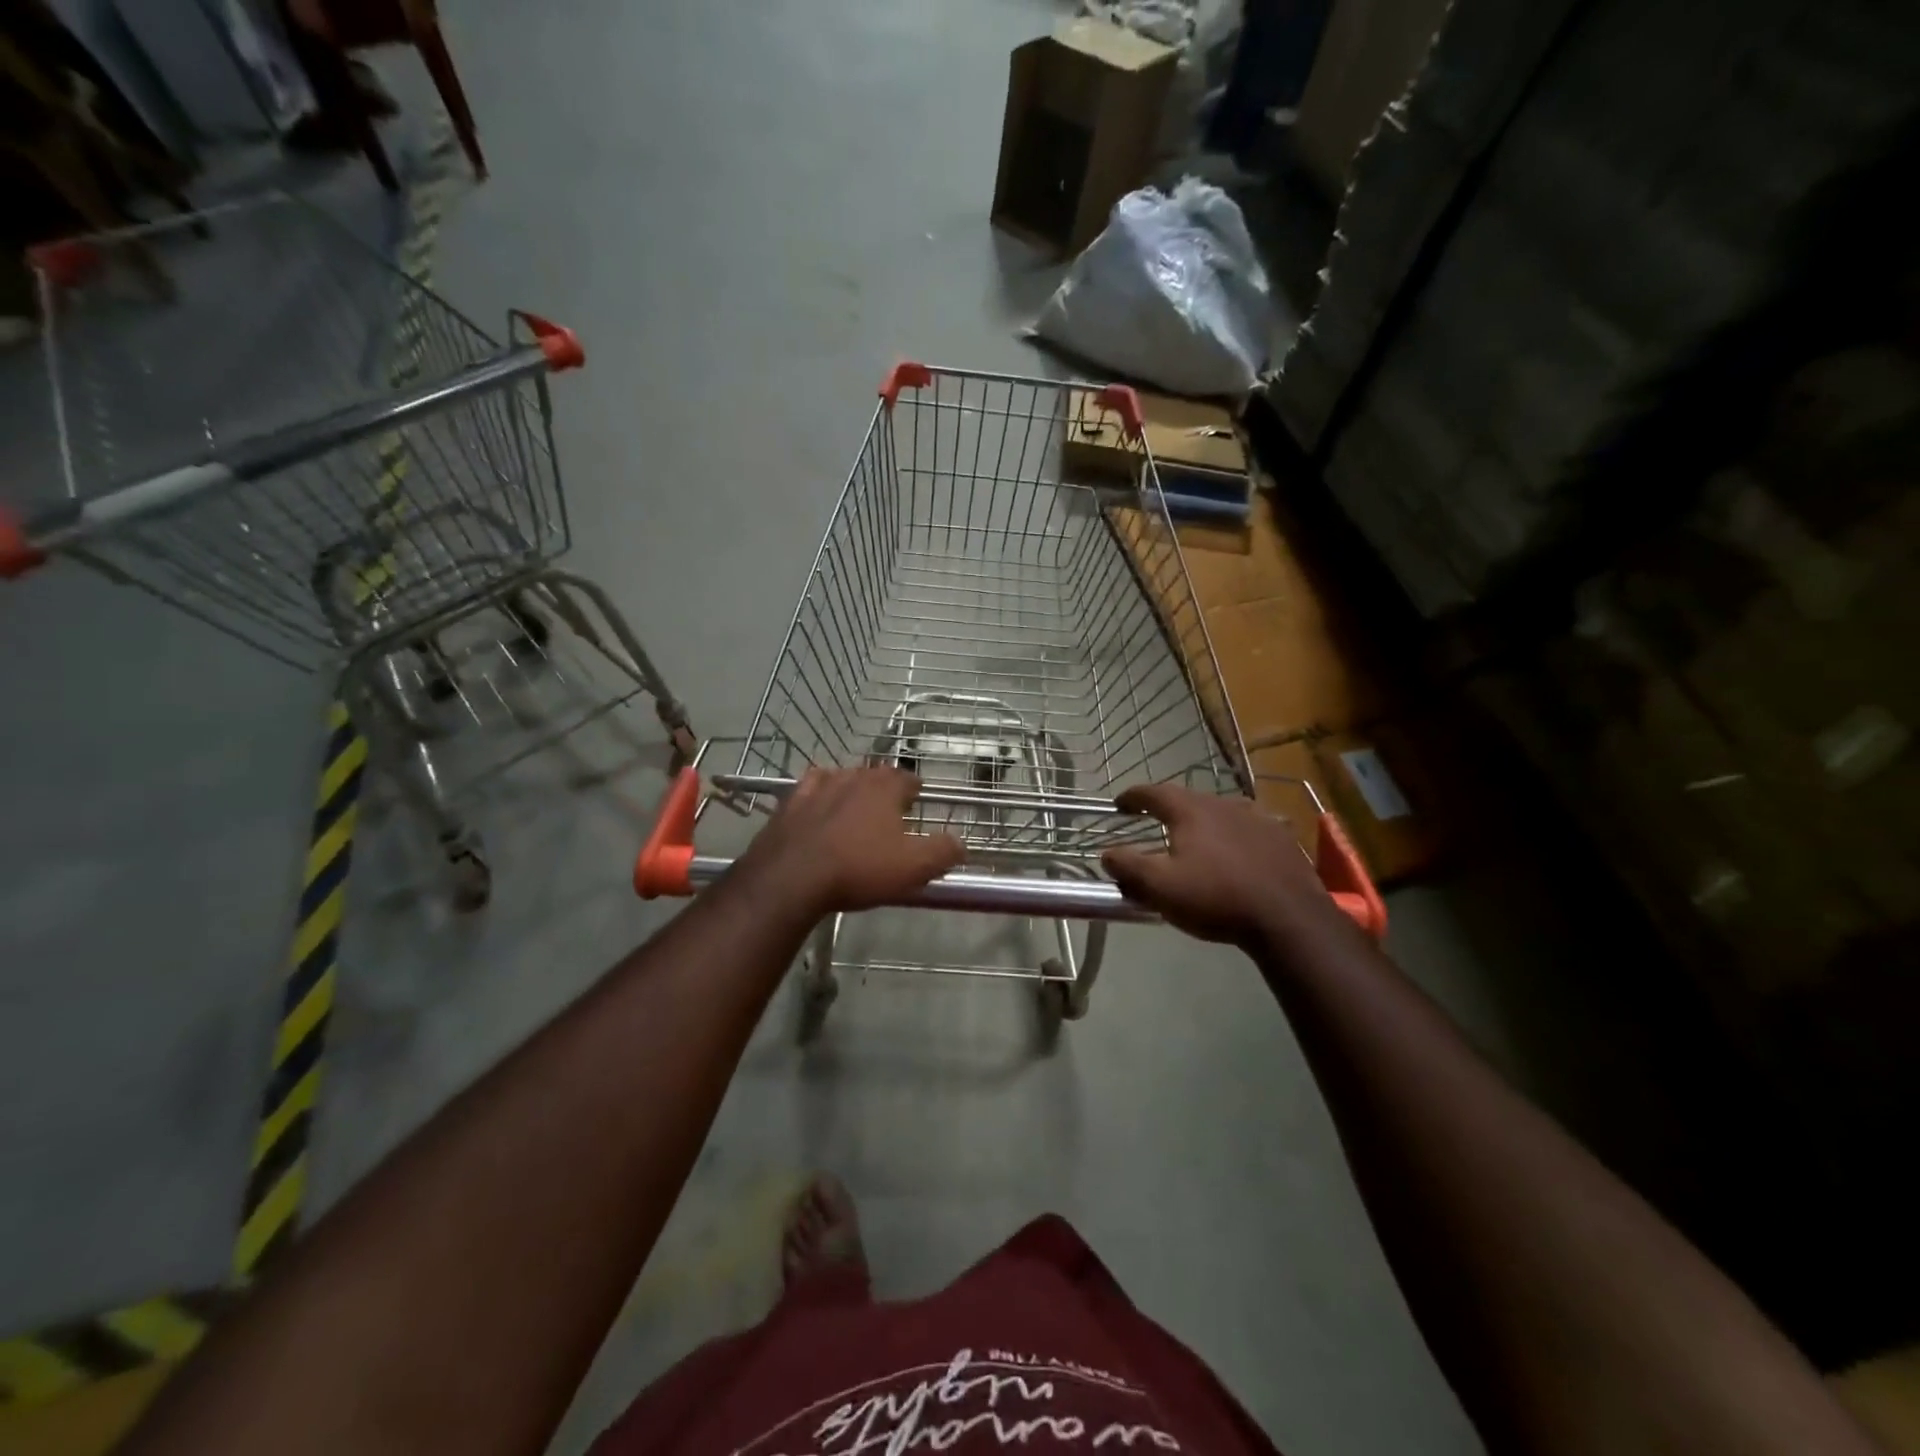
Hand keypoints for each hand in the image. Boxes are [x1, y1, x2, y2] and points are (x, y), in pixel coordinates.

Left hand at [737, 767, 964, 915]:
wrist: (791, 877)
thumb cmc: (859, 868)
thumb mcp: (913, 867)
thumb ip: (943, 851)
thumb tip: (961, 843)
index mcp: (884, 787)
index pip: (907, 777)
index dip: (915, 789)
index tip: (918, 800)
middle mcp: (852, 777)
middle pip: (874, 775)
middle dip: (883, 789)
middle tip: (890, 810)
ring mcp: (816, 786)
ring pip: (841, 778)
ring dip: (850, 789)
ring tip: (855, 808)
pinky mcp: (789, 803)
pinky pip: (808, 790)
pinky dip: (817, 796)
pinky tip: (817, 807)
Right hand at [1101, 784, 1336, 948]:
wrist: (1289, 917)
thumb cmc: (1217, 898)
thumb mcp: (1160, 887)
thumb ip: (1128, 867)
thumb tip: (1107, 853)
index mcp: (1190, 811)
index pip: (1154, 792)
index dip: (1133, 796)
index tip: (1120, 804)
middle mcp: (1223, 804)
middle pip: (1188, 798)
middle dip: (1167, 807)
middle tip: (1154, 821)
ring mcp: (1257, 818)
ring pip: (1220, 811)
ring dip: (1202, 819)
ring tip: (1195, 836)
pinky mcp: (1281, 837)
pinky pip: (1248, 827)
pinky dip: (1232, 834)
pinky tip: (1235, 851)